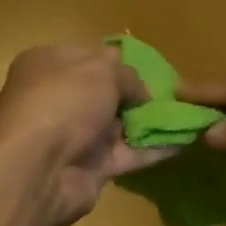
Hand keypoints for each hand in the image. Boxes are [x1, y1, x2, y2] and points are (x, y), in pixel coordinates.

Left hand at [0, 43, 171, 225]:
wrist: (38, 169)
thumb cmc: (64, 100)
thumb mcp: (101, 70)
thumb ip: (127, 75)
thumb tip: (140, 91)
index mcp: (48, 64)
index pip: (87, 56)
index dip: (116, 61)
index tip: (147, 67)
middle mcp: (57, 98)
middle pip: (103, 92)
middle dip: (136, 94)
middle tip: (172, 93)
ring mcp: (72, 135)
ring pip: (118, 124)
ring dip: (149, 121)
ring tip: (187, 115)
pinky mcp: (89, 169)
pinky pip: (127, 154)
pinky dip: (153, 149)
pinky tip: (184, 140)